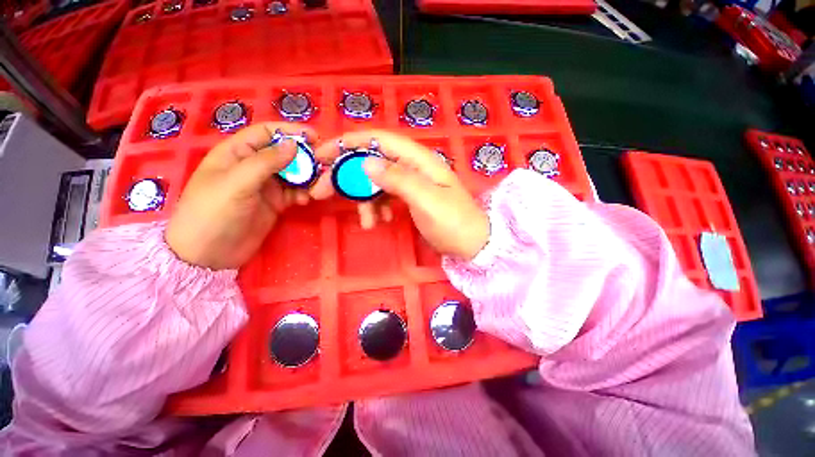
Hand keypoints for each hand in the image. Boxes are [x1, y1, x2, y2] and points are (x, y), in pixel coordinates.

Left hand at [166, 123, 314, 269]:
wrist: (209, 254)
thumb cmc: (213, 212)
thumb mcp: (237, 183)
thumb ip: (266, 162)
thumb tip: (294, 144)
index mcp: (237, 153)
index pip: (266, 133)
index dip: (290, 131)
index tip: (315, 136)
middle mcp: (253, 166)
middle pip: (284, 153)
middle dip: (304, 156)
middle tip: (324, 163)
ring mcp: (266, 185)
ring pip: (293, 173)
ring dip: (308, 177)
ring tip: (319, 184)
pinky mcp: (276, 202)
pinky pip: (295, 192)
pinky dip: (304, 193)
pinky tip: (307, 200)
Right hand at [312, 131, 489, 259]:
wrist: (472, 243)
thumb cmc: (453, 222)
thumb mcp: (426, 200)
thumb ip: (398, 179)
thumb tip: (366, 162)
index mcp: (419, 160)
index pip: (379, 140)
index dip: (349, 143)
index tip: (322, 154)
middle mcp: (413, 166)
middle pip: (372, 160)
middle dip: (347, 175)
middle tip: (322, 192)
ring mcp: (411, 182)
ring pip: (376, 181)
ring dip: (364, 199)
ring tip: (366, 222)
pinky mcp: (410, 197)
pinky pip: (385, 196)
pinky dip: (376, 207)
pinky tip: (378, 222)